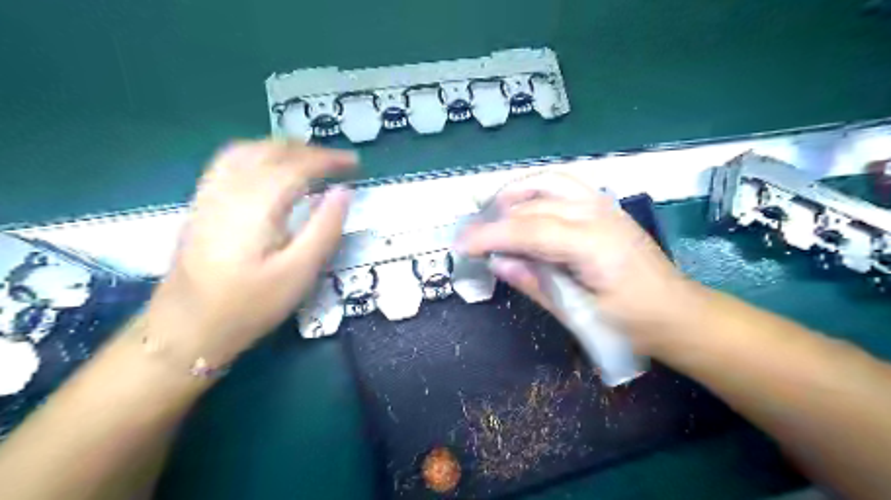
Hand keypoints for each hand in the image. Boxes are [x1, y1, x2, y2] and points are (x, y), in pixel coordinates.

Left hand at [144, 140, 354, 366]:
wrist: (186, 328)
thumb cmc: (249, 305)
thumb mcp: (298, 273)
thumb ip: (325, 229)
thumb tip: (345, 191)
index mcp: (256, 204)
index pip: (297, 166)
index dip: (328, 160)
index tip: (354, 163)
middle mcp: (229, 189)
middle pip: (270, 150)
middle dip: (308, 150)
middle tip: (337, 162)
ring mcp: (210, 194)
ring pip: (247, 150)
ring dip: (282, 147)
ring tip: (308, 158)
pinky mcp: (202, 204)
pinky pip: (230, 161)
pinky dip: (259, 153)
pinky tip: (269, 169)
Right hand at [459, 173, 694, 352]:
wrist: (677, 312)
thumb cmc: (633, 324)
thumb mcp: (579, 315)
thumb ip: (536, 283)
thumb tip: (498, 262)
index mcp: (594, 246)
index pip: (530, 230)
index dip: (490, 235)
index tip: (461, 245)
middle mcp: (598, 215)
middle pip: (534, 205)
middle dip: (495, 219)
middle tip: (470, 238)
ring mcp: (604, 206)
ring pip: (548, 183)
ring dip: (514, 195)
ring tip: (490, 215)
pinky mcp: (605, 206)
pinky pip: (563, 186)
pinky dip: (536, 190)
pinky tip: (522, 205)